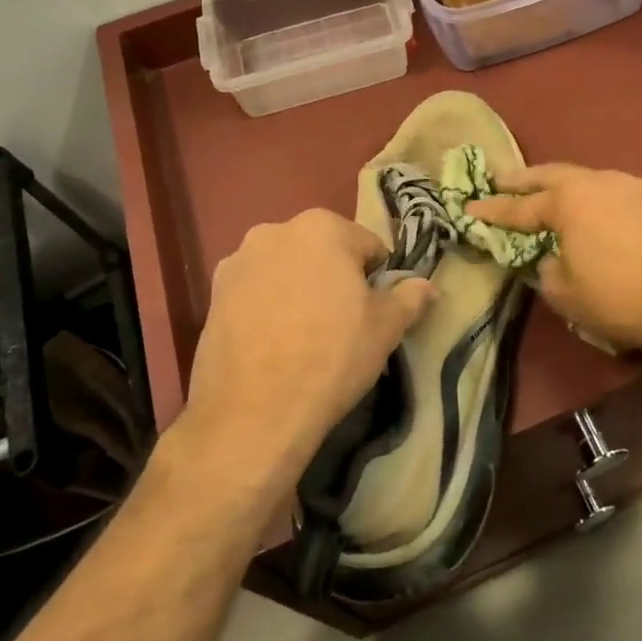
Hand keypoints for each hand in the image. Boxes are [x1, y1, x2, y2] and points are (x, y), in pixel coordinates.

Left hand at [179, 209, 434, 486]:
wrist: (253, 414)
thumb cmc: (332, 357)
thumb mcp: (386, 328)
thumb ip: (411, 297)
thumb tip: (429, 286)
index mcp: (322, 227)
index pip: (367, 245)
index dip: (376, 278)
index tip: (372, 311)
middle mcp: (275, 230)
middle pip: (321, 251)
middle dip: (334, 277)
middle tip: (341, 323)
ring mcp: (238, 261)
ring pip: (286, 269)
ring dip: (298, 288)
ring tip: (303, 335)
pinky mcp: (212, 294)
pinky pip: (255, 291)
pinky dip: (267, 305)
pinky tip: (273, 343)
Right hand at [467, 165, 641, 358]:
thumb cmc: (621, 299)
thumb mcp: (567, 296)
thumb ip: (548, 270)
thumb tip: (551, 258)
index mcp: (569, 203)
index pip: (520, 207)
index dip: (492, 210)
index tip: (470, 208)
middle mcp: (601, 182)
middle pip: (553, 175)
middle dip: (524, 179)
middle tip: (502, 180)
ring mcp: (637, 185)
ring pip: (593, 181)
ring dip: (571, 188)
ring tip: (560, 198)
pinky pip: (626, 195)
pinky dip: (608, 203)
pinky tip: (612, 218)